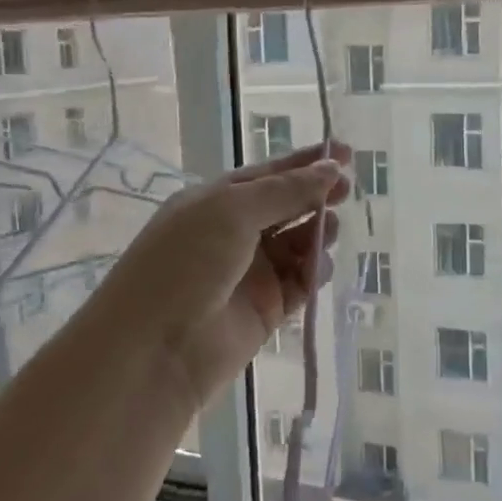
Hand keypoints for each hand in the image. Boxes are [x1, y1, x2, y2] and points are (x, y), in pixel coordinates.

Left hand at [92, 142, 348, 418]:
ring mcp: (250, 272)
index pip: (268, 173)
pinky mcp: (265, 309)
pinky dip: (314, 272)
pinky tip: (319, 268)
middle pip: (286, 206)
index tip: (347, 151)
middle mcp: (233, 232)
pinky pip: (300, 283)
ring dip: (317, 233)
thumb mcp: (232, 211)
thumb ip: (286, 191)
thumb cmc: (185, 263)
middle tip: (347, 191)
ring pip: (297, 244)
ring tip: (330, 230)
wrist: (154, 349)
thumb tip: (332, 168)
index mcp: (216, 201)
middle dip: (317, 196)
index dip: (306, 162)